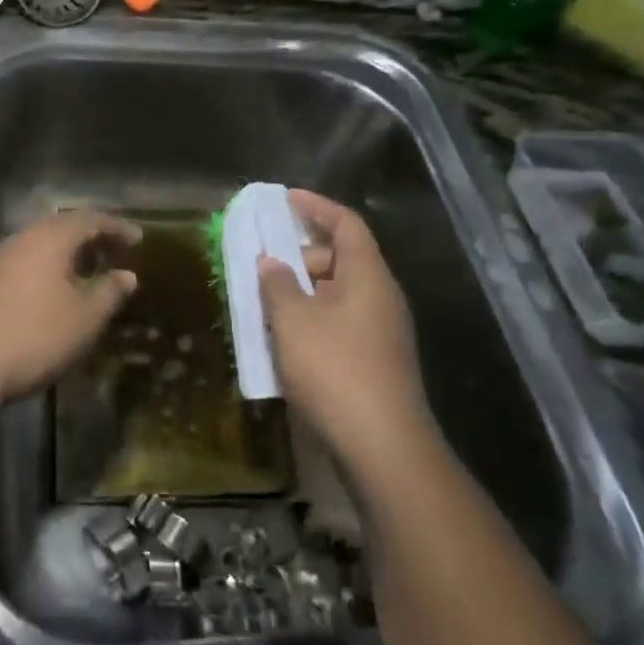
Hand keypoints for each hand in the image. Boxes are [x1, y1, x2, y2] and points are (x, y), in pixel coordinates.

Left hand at [0, 210, 140, 409]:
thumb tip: (127, 275)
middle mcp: (21, 239)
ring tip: (88, 274)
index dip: (116, 227)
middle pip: (61, 227)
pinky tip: (54, 294)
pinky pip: (25, 262)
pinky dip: (47, 269)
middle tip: (114, 253)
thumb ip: (109, 293)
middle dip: (91, 238)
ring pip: (40, 245)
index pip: (89, 219)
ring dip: (67, 254)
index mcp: (49, 239)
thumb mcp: (84, 320)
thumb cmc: (33, 337)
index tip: (138, 239)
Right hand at [258, 190, 431, 472]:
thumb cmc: (335, 370)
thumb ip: (277, 285)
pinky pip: (338, 324)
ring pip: (335, 295)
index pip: (346, 224)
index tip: (285, 198)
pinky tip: (282, 341)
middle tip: (261, 266)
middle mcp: (380, 298)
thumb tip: (270, 262)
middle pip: (340, 260)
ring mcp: (380, 332)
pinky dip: (309, 320)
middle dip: (299, 257)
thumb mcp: (293, 321)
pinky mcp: (374, 361)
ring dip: (300, 293)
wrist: (381, 445)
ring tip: (263, 304)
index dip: (316, 207)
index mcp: (368, 277)